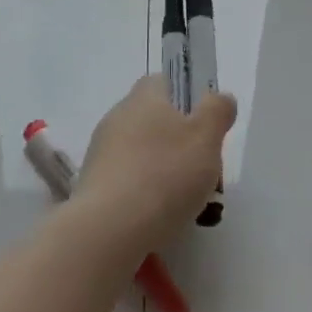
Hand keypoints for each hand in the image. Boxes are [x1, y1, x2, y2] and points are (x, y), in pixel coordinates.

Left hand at [73, 74, 234, 255]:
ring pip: (142, 154)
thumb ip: (217, 111)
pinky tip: (159, 220)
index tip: (205, 127)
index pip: (165, 82)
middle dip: (180, 143)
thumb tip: (219, 98)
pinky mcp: (92, 186)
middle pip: (156, 121)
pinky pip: (127, 182)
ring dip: (164, 171)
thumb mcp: (206, 137)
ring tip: (187, 205)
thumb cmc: (165, 174)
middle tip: (203, 171)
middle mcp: (118, 117)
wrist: (108, 229)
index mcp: (144, 97)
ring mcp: (101, 152)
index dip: (188, 99)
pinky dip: (144, 195)